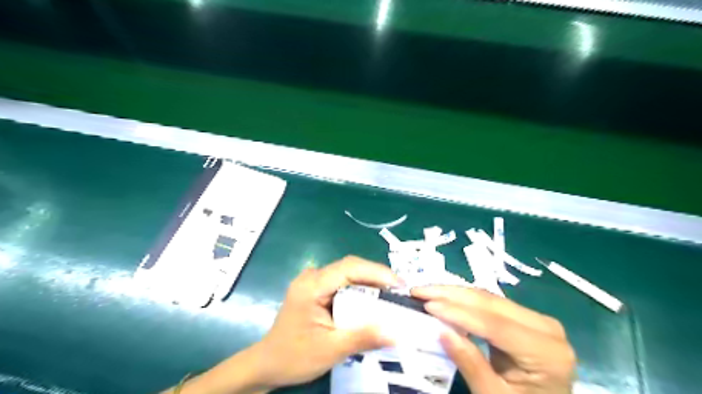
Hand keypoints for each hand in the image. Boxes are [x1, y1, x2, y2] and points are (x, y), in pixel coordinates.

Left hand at [249, 258, 397, 389]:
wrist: (267, 364)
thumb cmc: (294, 356)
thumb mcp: (330, 350)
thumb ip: (363, 338)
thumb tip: (397, 333)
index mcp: (312, 286)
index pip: (349, 268)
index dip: (376, 272)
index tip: (399, 284)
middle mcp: (312, 277)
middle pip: (350, 267)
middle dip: (377, 276)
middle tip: (400, 291)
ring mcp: (312, 281)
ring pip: (347, 273)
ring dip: (370, 281)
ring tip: (392, 294)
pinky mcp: (315, 289)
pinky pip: (342, 282)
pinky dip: (360, 289)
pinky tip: (372, 300)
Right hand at [412, 286, 575, 393]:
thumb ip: (469, 363)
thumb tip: (440, 330)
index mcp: (547, 352)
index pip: (495, 324)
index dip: (458, 312)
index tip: (426, 304)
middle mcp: (546, 328)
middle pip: (491, 304)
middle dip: (451, 294)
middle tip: (419, 290)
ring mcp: (537, 319)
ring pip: (489, 298)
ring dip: (455, 293)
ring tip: (426, 291)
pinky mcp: (526, 318)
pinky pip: (491, 304)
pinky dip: (465, 300)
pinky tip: (445, 297)